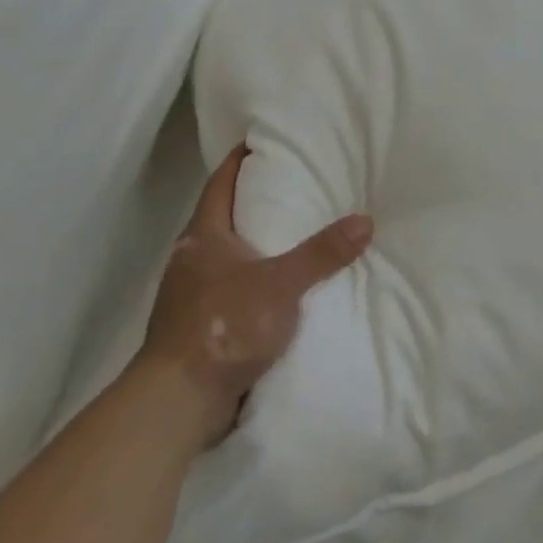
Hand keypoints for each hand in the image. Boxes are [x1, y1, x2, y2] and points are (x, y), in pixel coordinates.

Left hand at [137, 145, 372, 446]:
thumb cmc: (224, 325)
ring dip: (252, 246)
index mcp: (203, 236)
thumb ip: (322, 253)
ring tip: (291, 237)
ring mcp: (188, 295)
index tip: (260, 142)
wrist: (177, 400)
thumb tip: (365, 220)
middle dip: (251, 202)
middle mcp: (191, 259)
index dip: (238, 161)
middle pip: (220, 218)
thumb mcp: (282, 284)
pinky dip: (250, 282)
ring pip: (224, 257)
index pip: (219, 184)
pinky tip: (275, 290)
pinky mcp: (196, 327)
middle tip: (291, 188)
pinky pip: (227, 290)